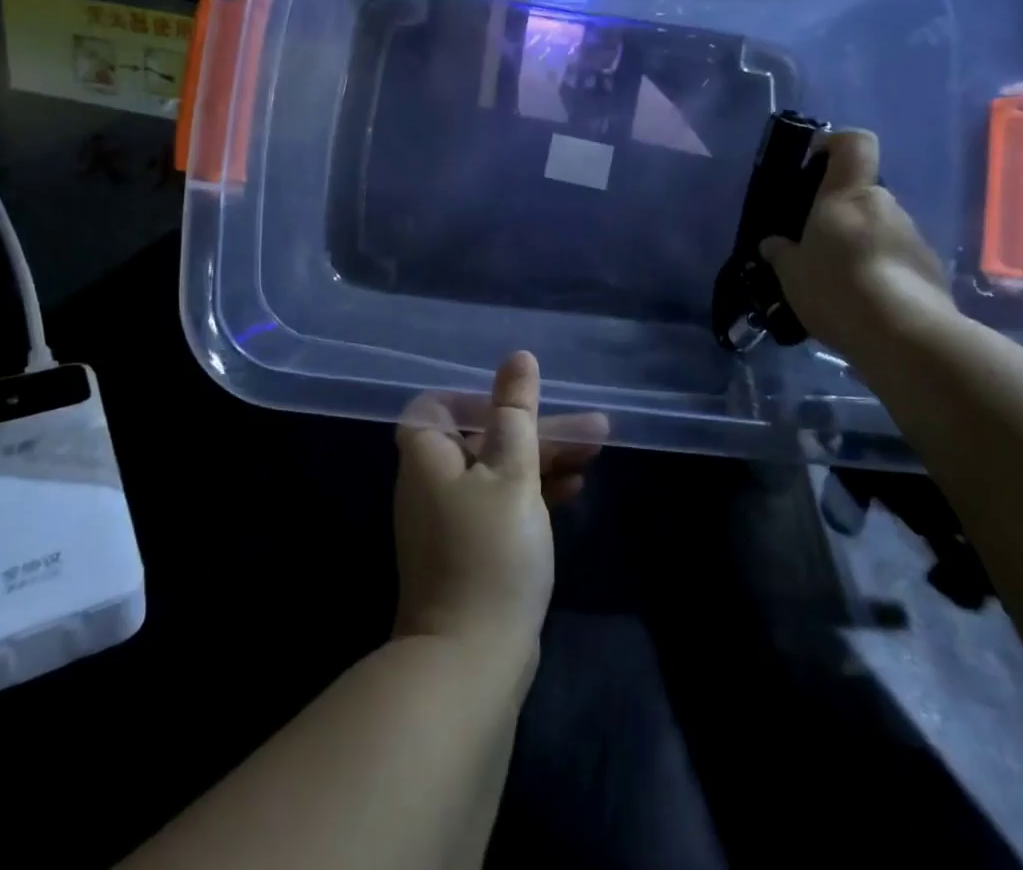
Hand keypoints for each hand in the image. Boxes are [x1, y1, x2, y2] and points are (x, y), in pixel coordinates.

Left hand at [393, 352, 607, 651]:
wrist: (470, 662)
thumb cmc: (490, 552)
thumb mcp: (512, 471)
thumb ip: (516, 412)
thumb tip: (518, 358)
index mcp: (427, 456)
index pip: (439, 405)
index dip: (479, 399)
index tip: (520, 405)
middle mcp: (431, 483)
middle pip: (483, 439)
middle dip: (537, 430)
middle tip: (592, 428)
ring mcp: (450, 521)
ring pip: (499, 472)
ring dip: (544, 460)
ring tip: (595, 453)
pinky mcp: (470, 553)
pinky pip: (501, 505)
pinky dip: (533, 494)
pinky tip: (574, 492)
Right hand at [759, 129, 953, 353]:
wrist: (907, 338)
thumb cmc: (837, 288)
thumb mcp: (791, 274)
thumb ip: (781, 254)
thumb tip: (773, 244)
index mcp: (847, 195)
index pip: (854, 144)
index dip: (835, 144)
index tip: (814, 162)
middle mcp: (885, 206)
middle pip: (862, 195)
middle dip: (839, 215)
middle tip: (815, 248)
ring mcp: (914, 238)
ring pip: (879, 229)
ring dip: (860, 247)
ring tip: (839, 285)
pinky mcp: (932, 271)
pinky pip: (897, 260)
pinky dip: (881, 273)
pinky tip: (864, 305)